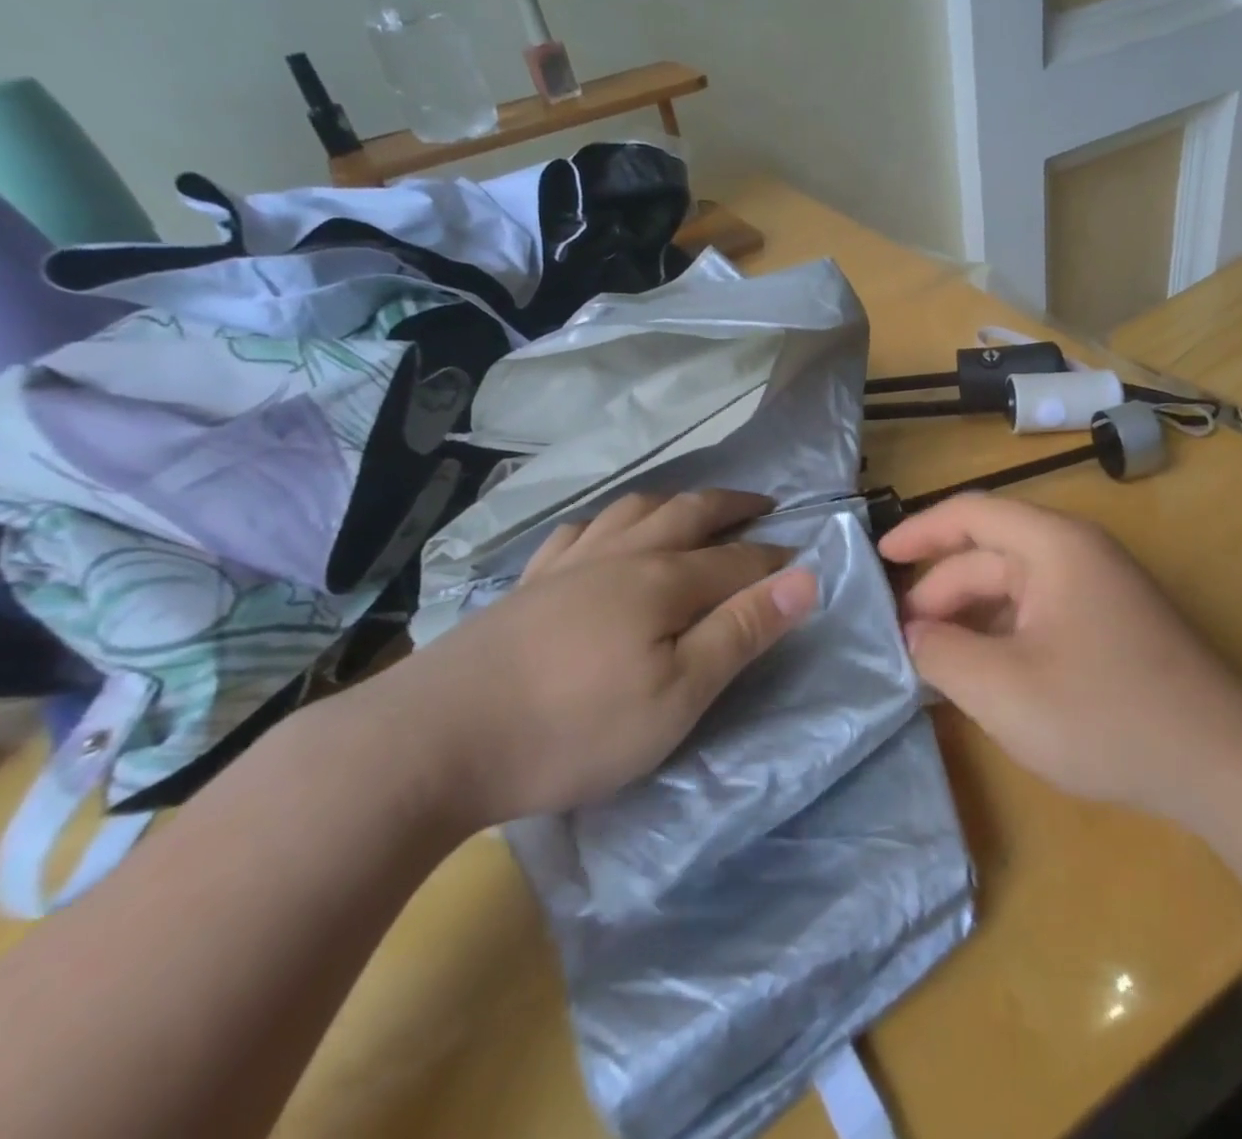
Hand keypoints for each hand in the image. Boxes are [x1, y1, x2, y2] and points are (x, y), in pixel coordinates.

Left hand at [366, 490, 818, 831]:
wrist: (435, 739)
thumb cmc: (573, 728)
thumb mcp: (677, 696)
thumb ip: (742, 632)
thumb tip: (807, 578)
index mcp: (664, 581)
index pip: (737, 559)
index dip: (774, 559)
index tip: (802, 563)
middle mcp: (621, 556)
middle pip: (688, 514)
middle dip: (731, 506)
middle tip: (762, 503)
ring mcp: (568, 565)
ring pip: (632, 510)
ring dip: (673, 502)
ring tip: (691, 508)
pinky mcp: (527, 584)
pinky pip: (577, 531)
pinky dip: (607, 521)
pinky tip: (602, 534)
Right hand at [879, 495, 1241, 814]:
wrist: (1221, 765)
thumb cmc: (1104, 714)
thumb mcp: (1002, 689)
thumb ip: (941, 654)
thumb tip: (913, 634)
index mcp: (1054, 546)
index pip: (971, 513)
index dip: (919, 530)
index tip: (877, 557)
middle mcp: (1077, 554)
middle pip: (989, 555)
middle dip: (939, 592)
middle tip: (900, 638)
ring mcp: (1098, 590)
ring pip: (1013, 589)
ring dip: (969, 618)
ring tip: (931, 660)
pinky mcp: (1109, 626)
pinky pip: (1038, 615)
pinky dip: (1001, 635)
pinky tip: (982, 674)